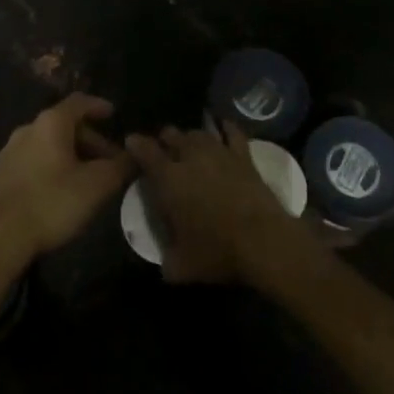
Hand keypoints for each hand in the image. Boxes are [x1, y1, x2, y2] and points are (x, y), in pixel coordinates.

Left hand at [0, 94, 135, 266]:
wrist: (0, 237)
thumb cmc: (53, 202)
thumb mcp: (96, 185)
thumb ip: (119, 166)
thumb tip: (134, 154)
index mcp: (50, 123)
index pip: (79, 102)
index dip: (99, 106)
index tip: (113, 114)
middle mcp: (27, 129)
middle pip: (64, 125)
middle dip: (90, 140)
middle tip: (109, 161)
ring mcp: (9, 151)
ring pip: (48, 144)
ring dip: (71, 155)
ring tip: (87, 177)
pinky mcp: (0, 174)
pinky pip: (33, 160)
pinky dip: (52, 166)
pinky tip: (60, 190)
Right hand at [125, 121, 312, 283]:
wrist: (263, 242)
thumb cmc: (217, 252)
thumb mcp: (181, 266)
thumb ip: (167, 259)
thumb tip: (164, 263)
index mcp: (168, 178)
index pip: (145, 150)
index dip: (135, 144)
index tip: (131, 141)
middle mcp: (190, 157)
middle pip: (171, 135)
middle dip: (164, 140)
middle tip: (162, 150)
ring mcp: (218, 152)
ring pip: (198, 133)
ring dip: (189, 137)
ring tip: (188, 143)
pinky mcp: (243, 156)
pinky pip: (232, 132)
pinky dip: (225, 127)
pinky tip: (222, 126)